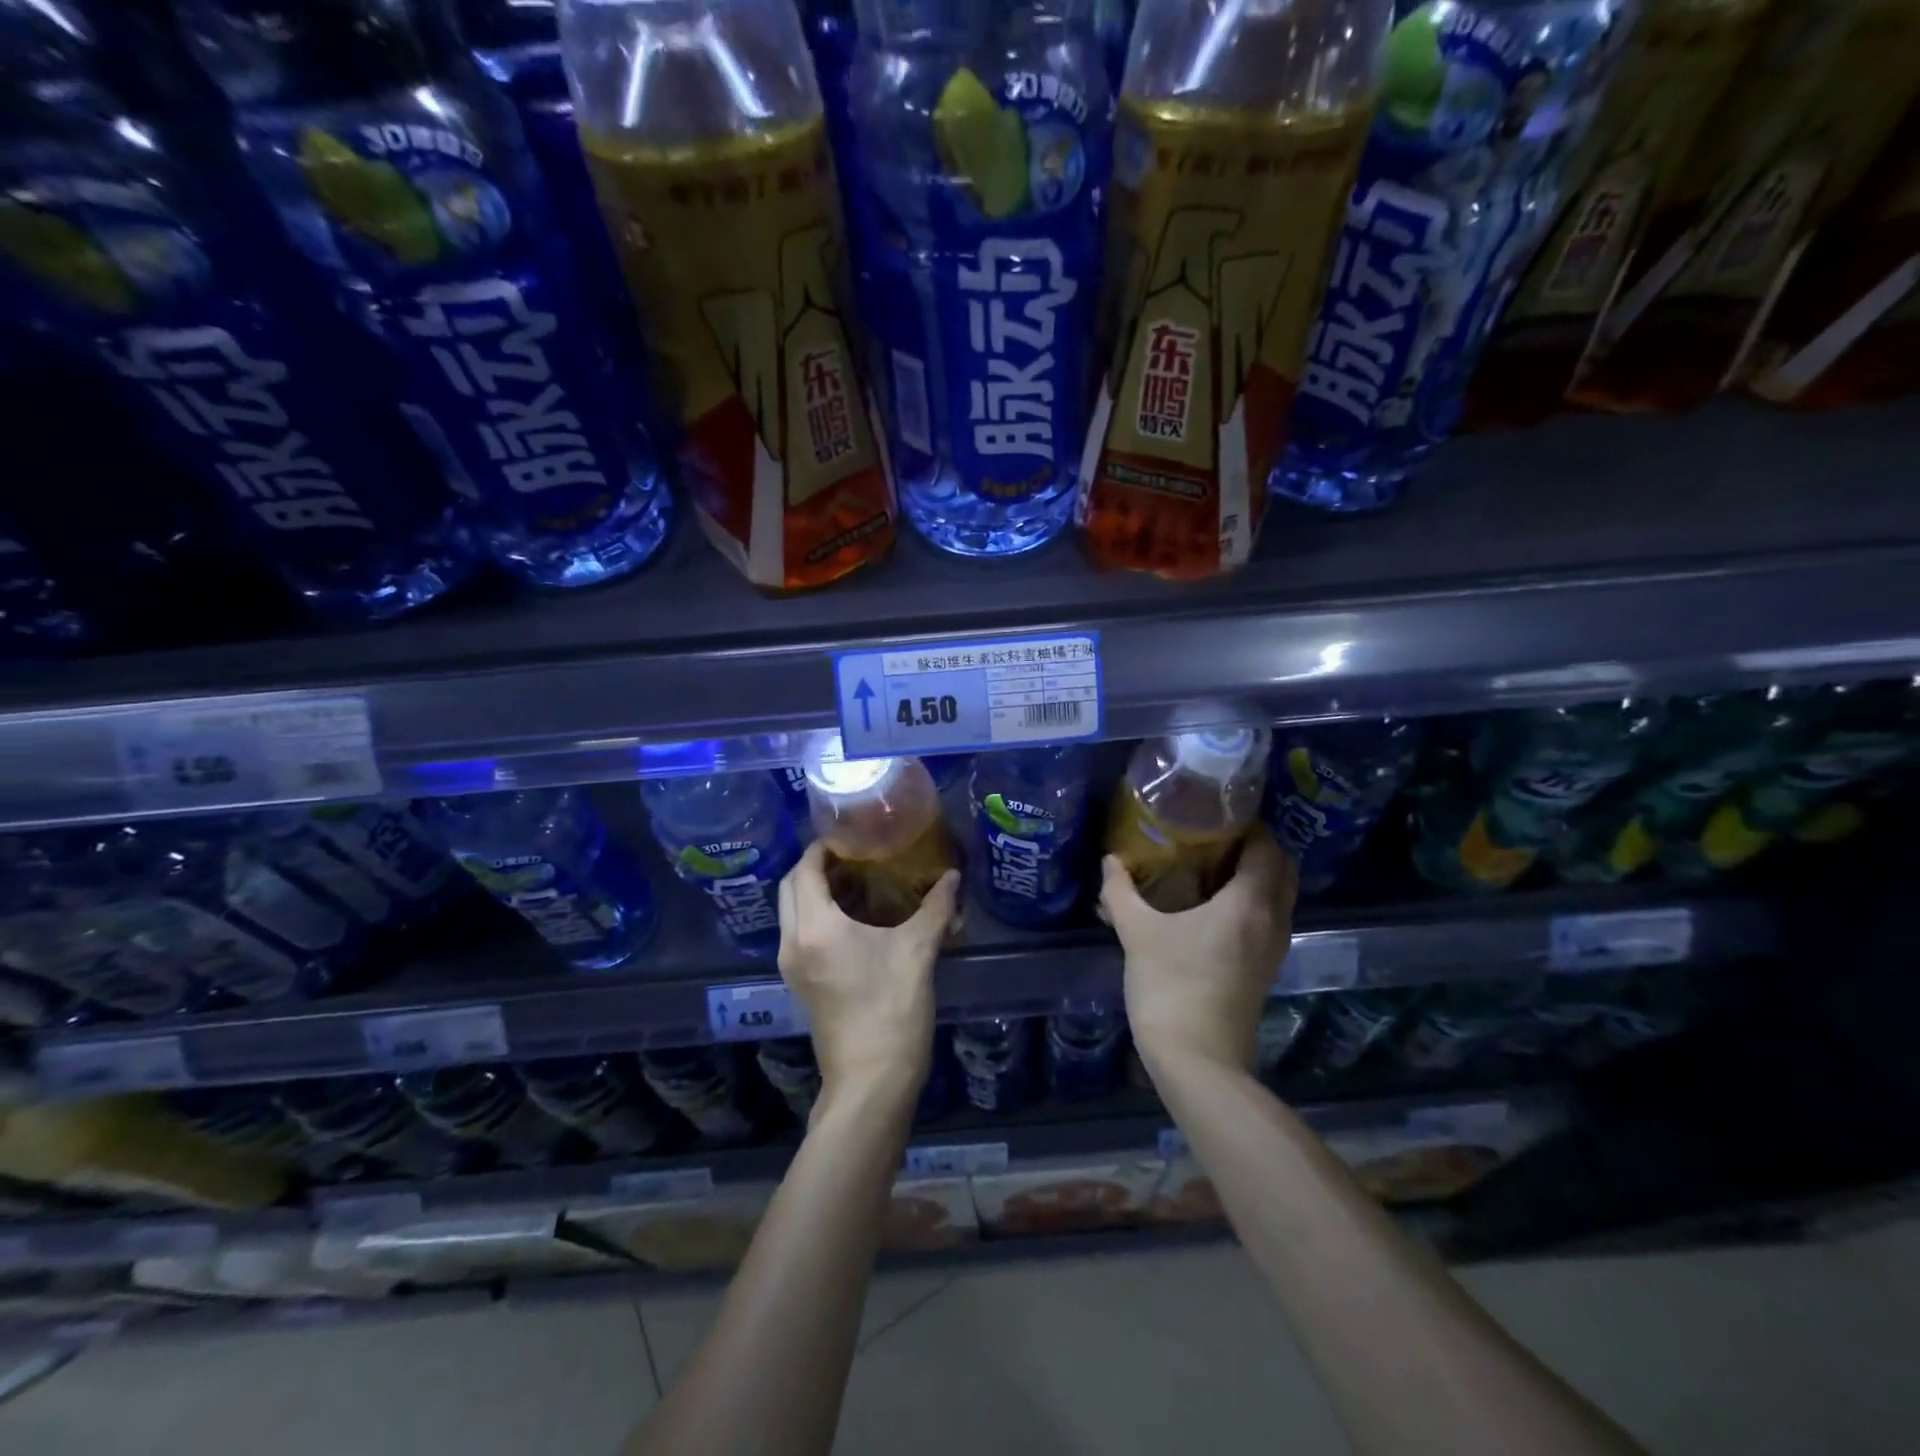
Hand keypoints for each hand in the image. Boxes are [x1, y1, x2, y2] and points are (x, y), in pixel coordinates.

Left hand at [777, 840, 959, 1098]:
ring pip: (791, 910)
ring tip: (857, 878)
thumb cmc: (892, 1010)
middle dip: (816, 864)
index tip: (854, 834)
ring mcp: (792, 964)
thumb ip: (935, 907)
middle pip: (791, 886)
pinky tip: (855, 915)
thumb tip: (952, 875)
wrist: (871, 1082)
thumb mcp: (918, 952)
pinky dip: (817, 912)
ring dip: (815, 888)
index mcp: (816, 927)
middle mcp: (793, 941)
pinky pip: (799, 931)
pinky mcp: (800, 981)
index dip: (825, 846)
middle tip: (855, 854)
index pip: (806, 868)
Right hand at [1101, 826, 1297, 1072]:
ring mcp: (1273, 948)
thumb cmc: (1170, 985)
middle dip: (1255, 848)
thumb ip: (1120, 891)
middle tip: (1214, 837)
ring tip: (1210, 867)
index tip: (1215, 814)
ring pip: (1279, 896)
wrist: (1198, 1060)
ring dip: (1255, 876)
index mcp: (1249, 902)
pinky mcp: (1264, 969)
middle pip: (1281, 869)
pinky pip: (1268, 919)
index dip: (1247, 825)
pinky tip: (1211, 906)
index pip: (1266, 847)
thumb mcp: (1137, 932)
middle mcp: (1272, 920)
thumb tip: (1110, 860)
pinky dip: (1251, 902)